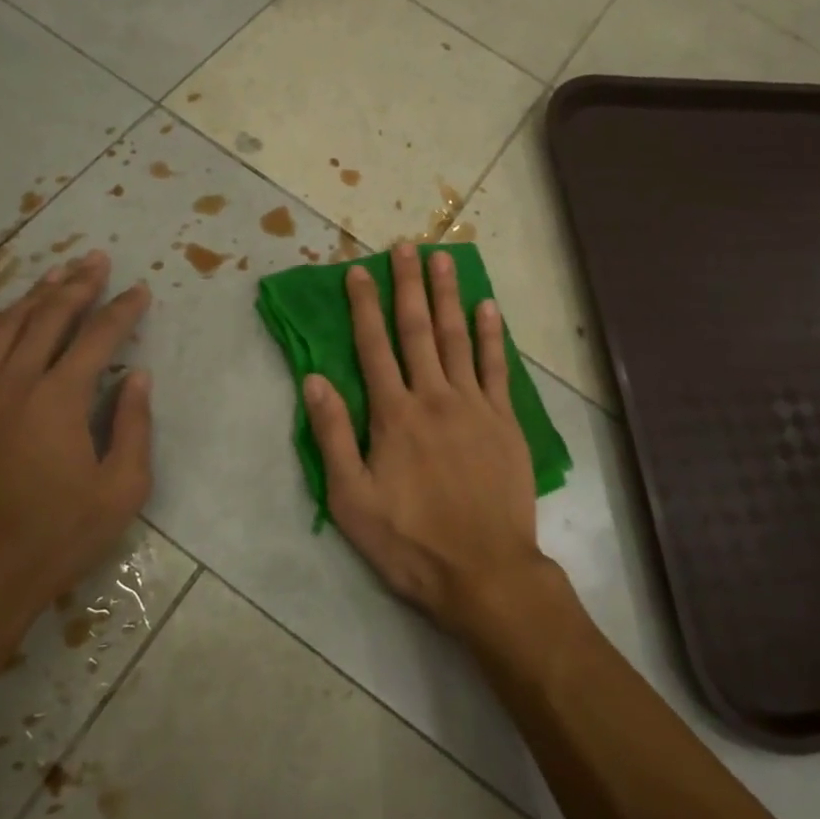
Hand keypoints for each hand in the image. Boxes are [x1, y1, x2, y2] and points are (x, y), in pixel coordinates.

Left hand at [0, 251, 152, 627]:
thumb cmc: (55, 537)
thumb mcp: (121, 490)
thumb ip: (133, 426)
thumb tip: (138, 377)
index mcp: (60, 398)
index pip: (99, 336)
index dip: (123, 309)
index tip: (140, 290)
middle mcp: (13, 383)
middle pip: (47, 317)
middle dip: (77, 285)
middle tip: (95, 260)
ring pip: (1, 328)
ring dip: (31, 298)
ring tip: (53, 277)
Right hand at [303, 243, 552, 637]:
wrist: (485, 573)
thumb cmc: (410, 541)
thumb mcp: (351, 500)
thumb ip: (332, 436)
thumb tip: (314, 379)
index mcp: (394, 414)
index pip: (373, 346)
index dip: (363, 306)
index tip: (357, 271)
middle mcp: (434, 397)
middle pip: (418, 329)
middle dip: (409, 285)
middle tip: (405, 245)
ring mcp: (474, 405)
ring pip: (458, 337)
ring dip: (448, 295)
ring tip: (443, 258)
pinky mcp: (505, 421)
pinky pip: (496, 367)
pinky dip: (492, 335)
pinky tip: (488, 307)